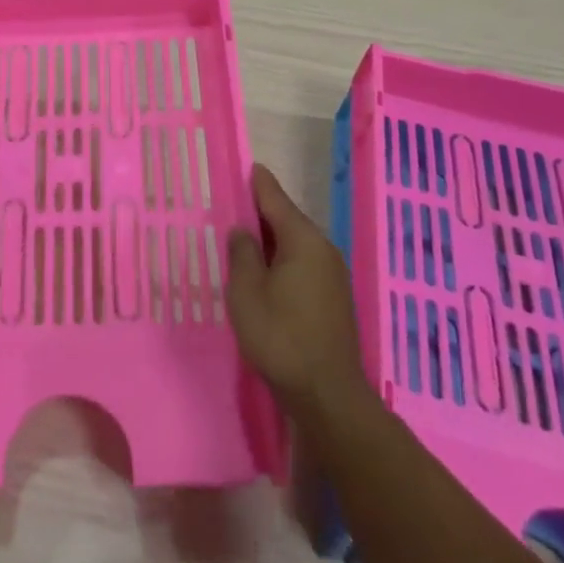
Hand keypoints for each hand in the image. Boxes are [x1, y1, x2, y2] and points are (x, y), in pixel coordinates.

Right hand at [225, 164, 368, 415]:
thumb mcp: (247, 292)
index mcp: (303, 240)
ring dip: (269, 241)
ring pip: (294, 245)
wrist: (328, 397)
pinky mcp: (332, 300)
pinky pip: (301, 265)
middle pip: (287, 220)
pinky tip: (262, 273)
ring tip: (240, 239)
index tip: (244, 165)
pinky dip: (281, 261)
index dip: (257, 182)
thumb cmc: (281, 337)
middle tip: (230, 204)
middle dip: (260, 213)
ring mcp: (332, 276)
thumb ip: (242, 254)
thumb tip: (243, 230)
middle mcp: (323, 250)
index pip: (275, 198)